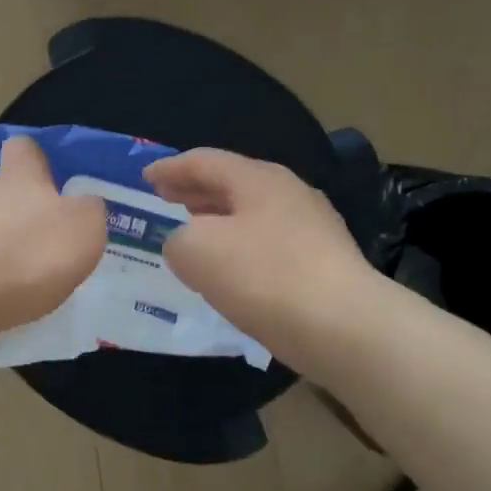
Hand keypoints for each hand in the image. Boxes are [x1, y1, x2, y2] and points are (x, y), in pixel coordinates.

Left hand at [0, 137, 106, 346]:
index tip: (49, 178)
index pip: (25, 149)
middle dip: (15, 214)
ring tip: (10, 282)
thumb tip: (83, 205)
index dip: (36, 160)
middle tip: (38, 247)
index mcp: (21, 179)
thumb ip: (88, 213)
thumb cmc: (22, 255)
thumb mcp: (81, 231)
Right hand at [144, 148, 379, 369]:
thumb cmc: (264, 277)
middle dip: (194, 190)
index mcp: (258, 178)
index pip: (204, 161)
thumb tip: (186, 243)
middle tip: (165, 199)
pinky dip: (239, 247)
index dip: (170, 168)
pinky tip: (228, 271)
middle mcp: (288, 193)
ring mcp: (312, 228)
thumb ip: (177, 239)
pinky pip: (268, 244)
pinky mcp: (323, 264)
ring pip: (251, 214)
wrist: (345, 328)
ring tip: (192, 231)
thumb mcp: (196, 251)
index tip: (145, 178)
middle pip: (232, 183)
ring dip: (217, 219)